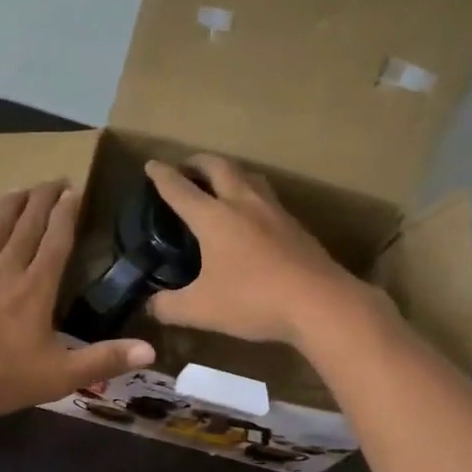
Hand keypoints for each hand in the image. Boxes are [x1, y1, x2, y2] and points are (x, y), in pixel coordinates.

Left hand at [0, 180, 156, 419]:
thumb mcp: (58, 377)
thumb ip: (103, 360)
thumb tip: (151, 350)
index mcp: (35, 290)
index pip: (56, 243)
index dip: (67, 215)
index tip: (74, 190)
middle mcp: (5, 271)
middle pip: (27, 227)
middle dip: (42, 200)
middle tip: (53, 179)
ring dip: (7, 207)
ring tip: (18, 187)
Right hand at [144, 156, 378, 345]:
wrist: (320, 303)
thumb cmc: (253, 300)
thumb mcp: (201, 310)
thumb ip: (169, 306)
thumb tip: (151, 305)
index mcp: (213, 218)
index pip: (180, 189)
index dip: (162, 176)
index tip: (152, 165)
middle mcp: (243, 203)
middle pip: (218, 167)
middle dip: (198, 162)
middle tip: (186, 167)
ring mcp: (274, 211)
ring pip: (249, 176)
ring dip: (230, 172)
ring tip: (221, 182)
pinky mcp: (295, 225)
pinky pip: (268, 197)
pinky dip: (251, 194)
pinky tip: (253, 215)